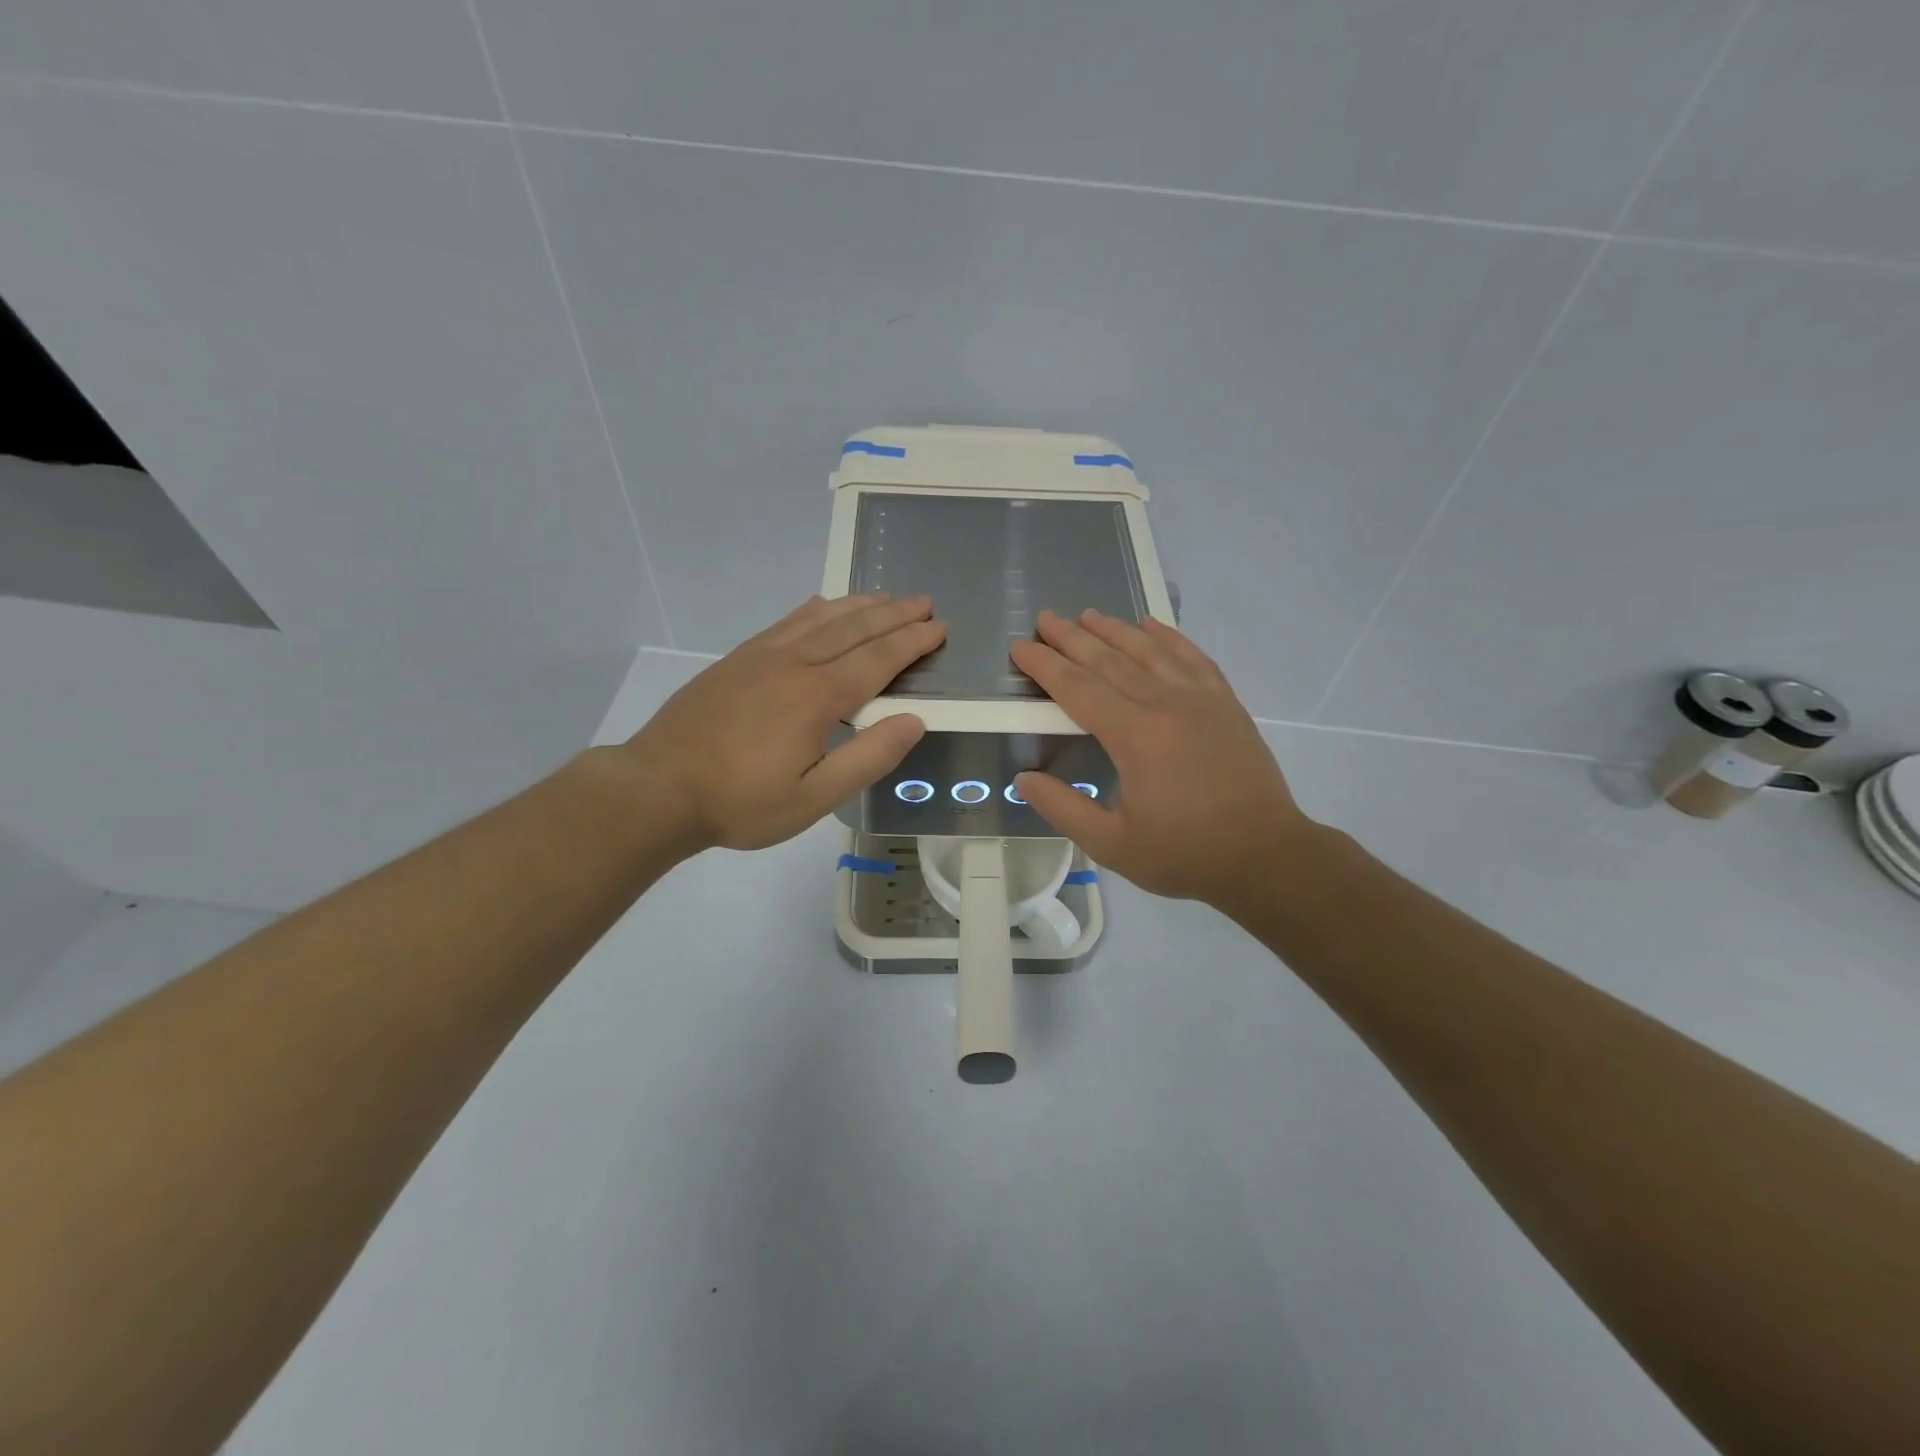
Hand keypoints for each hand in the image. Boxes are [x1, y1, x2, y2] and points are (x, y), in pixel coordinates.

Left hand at [616, 593, 944, 851]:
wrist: (659, 788)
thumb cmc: (741, 801)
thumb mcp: (814, 797)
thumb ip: (868, 758)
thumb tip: (914, 720)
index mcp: (818, 696)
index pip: (878, 659)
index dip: (912, 642)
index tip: (939, 628)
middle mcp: (794, 664)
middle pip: (854, 629)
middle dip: (894, 614)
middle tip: (924, 602)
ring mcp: (762, 656)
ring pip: (821, 618)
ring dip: (859, 604)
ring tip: (886, 596)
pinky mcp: (738, 659)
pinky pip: (787, 621)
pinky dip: (816, 609)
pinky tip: (824, 605)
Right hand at [1011, 609, 1316, 906]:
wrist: (1265, 855)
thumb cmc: (1185, 854)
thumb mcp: (1112, 845)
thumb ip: (1063, 809)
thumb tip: (1023, 778)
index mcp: (1133, 736)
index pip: (1077, 688)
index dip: (1045, 666)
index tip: (1020, 647)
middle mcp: (1164, 704)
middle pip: (1109, 660)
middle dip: (1072, 638)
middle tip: (1044, 618)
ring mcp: (1200, 698)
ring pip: (1149, 651)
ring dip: (1115, 630)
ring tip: (1088, 615)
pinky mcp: (1225, 702)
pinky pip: (1191, 656)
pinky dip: (1168, 636)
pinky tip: (1151, 625)